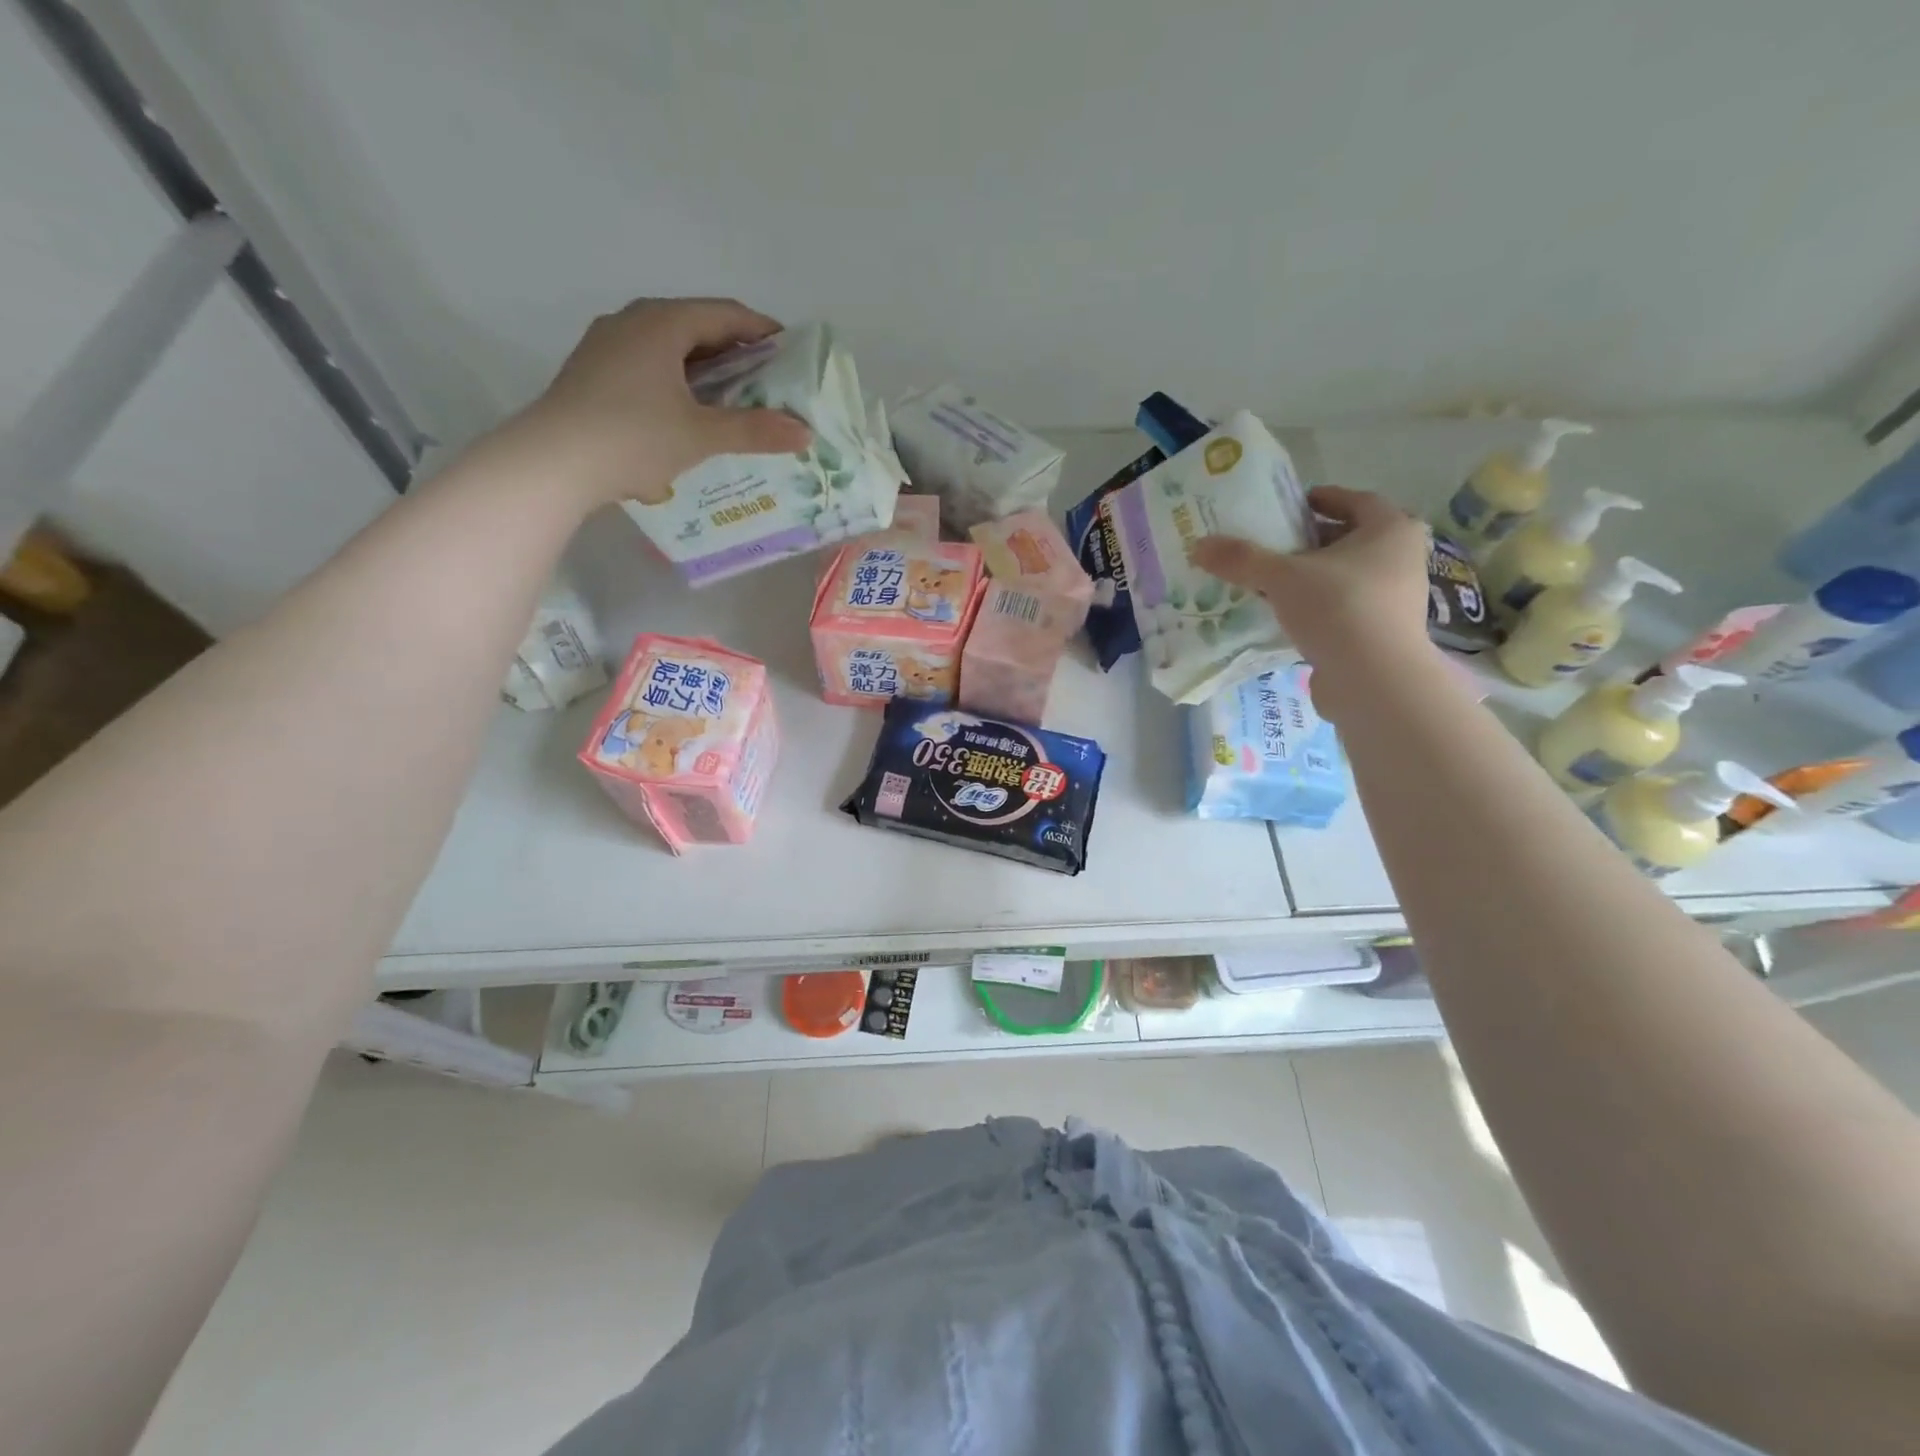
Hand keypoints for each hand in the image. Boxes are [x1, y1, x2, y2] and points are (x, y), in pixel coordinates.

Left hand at [508, 298, 813, 507]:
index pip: (725, 313)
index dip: (762, 330)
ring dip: (705, 368)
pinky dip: (677, 380)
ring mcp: (607, 345)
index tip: (791, 351)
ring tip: (733, 398)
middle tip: (767, 380)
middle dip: (735, 351)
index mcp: (662, 322)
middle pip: (696, 326)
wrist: (553, 461)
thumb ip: (755, 431)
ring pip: (669, 346)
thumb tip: (805, 433)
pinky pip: (648, 364)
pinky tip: (687, 411)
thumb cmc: (633, 437)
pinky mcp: (593, 372)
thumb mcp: (702, 435)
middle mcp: (632, 321)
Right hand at [1191, 486, 1431, 716]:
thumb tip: (1199, 545)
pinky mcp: (1380, 632)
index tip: (1289, 506)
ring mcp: (1394, 599)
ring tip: (1270, 582)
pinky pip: (1343, 608)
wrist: (1374, 680)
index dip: (1321, 499)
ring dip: (1311, 577)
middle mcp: (1400, 559)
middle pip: (1349, 540)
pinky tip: (1285, 616)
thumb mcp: (1281, 578)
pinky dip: (1316, 607)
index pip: (1355, 501)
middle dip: (1310, 541)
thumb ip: (1241, 559)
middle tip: (1271, 544)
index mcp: (1389, 530)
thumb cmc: (1338, 609)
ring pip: (1345, 577)